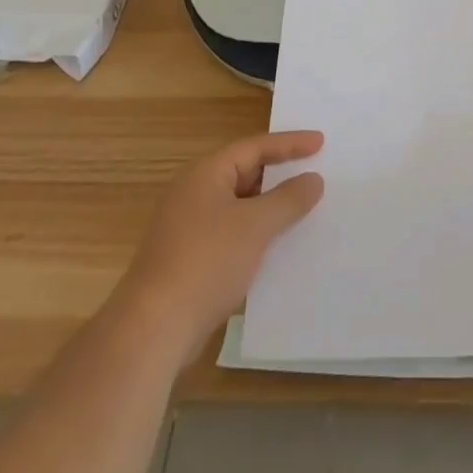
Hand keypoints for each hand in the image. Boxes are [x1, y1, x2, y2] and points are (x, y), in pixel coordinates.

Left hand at [105, 130, 324, 360]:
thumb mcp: (255, 225)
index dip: (290, 143)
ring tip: (303, 209)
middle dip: (280, 175)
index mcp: (206, 173)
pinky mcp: (189, 260)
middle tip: (315, 171)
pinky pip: (231, 234)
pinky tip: (276, 249)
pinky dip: (255, 235)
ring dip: (269, 208)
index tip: (320, 142)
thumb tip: (313, 179)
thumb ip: (288, 199)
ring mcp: (188, 227)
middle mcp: (195, 192)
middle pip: (245, 173)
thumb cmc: (206, 262)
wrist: (152, 330)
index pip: (255, 147)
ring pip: (239, 207)